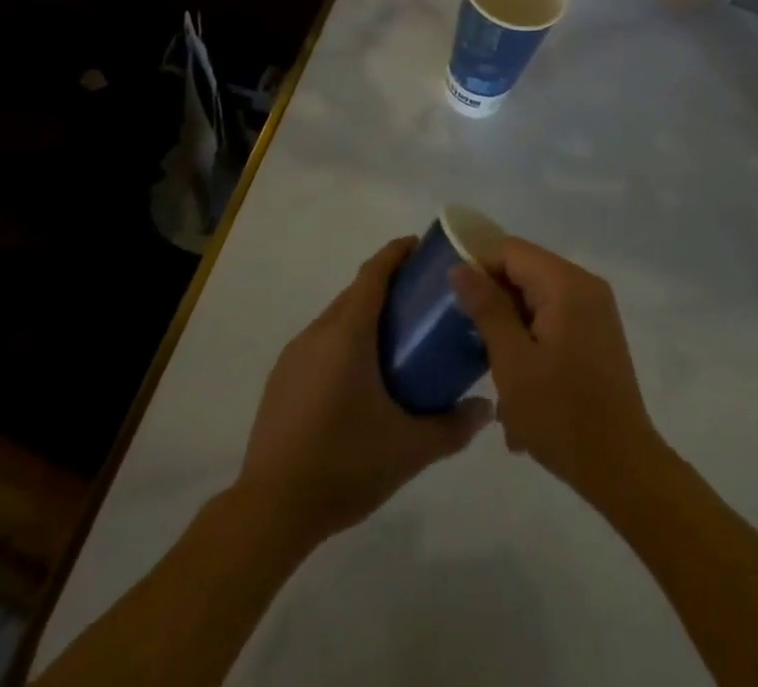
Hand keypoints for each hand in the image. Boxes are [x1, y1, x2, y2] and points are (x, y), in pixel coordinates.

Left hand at [235, 238, 490, 548]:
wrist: (271, 510)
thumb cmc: (344, 464)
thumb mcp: (410, 449)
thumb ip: (453, 426)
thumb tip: (487, 408)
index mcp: (347, 333)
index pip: (374, 272)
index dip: (398, 253)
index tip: (423, 247)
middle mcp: (318, 332)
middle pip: (356, 291)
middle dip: (388, 284)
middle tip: (423, 298)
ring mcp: (294, 355)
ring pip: (337, 317)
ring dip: (365, 314)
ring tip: (398, 337)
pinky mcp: (281, 380)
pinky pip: (320, 342)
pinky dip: (345, 340)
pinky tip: (361, 375)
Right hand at [449, 237, 660, 503]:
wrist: (622, 467)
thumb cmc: (560, 413)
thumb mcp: (512, 361)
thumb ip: (486, 308)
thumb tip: (460, 267)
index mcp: (566, 283)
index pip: (511, 251)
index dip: (478, 268)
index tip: (453, 302)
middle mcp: (585, 285)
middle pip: (525, 273)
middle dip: (495, 303)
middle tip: (470, 341)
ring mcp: (595, 310)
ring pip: (537, 300)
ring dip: (511, 329)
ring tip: (493, 371)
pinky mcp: (597, 334)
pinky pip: (554, 320)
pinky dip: (532, 342)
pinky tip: (519, 386)